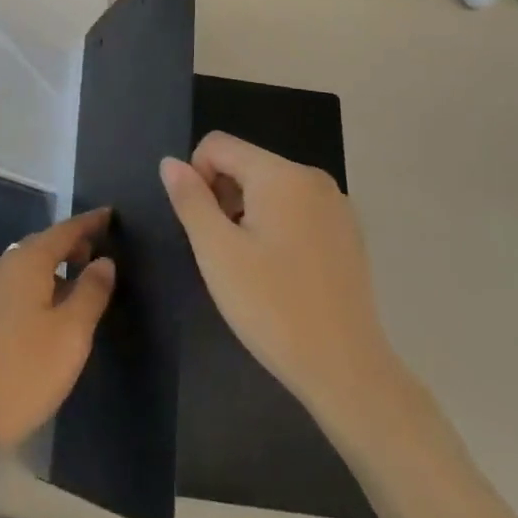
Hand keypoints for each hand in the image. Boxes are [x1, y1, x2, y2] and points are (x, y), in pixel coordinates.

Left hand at [0, 209, 116, 449]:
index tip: (109, 215)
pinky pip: (13, 286)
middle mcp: (1, 266)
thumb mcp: (71, 333)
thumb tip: (103, 261)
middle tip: (97, 251)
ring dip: (52, 268)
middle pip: (41, 245)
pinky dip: (35, 286)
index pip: (63, 231)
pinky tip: (45, 309)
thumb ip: (91, 292)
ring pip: (25, 267)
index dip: (88, 224)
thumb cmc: (25, 369)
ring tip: (76, 282)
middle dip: (69, 245)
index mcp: (26, 261)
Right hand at [162, 133, 403, 428]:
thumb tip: (170, 162)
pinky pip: (296, 210)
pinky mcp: (347, 234)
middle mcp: (313, 179)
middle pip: (246, 163)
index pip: (218, 145)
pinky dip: (276, 227)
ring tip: (250, 265)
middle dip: (223, 196)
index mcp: (281, 175)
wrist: (347, 372)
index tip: (202, 225)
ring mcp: (336, 206)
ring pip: (270, 188)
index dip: (196, 177)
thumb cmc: (272, 307)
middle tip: (223, 251)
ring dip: (247, 214)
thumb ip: (190, 199)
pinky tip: (280, 273)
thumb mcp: (216, 251)